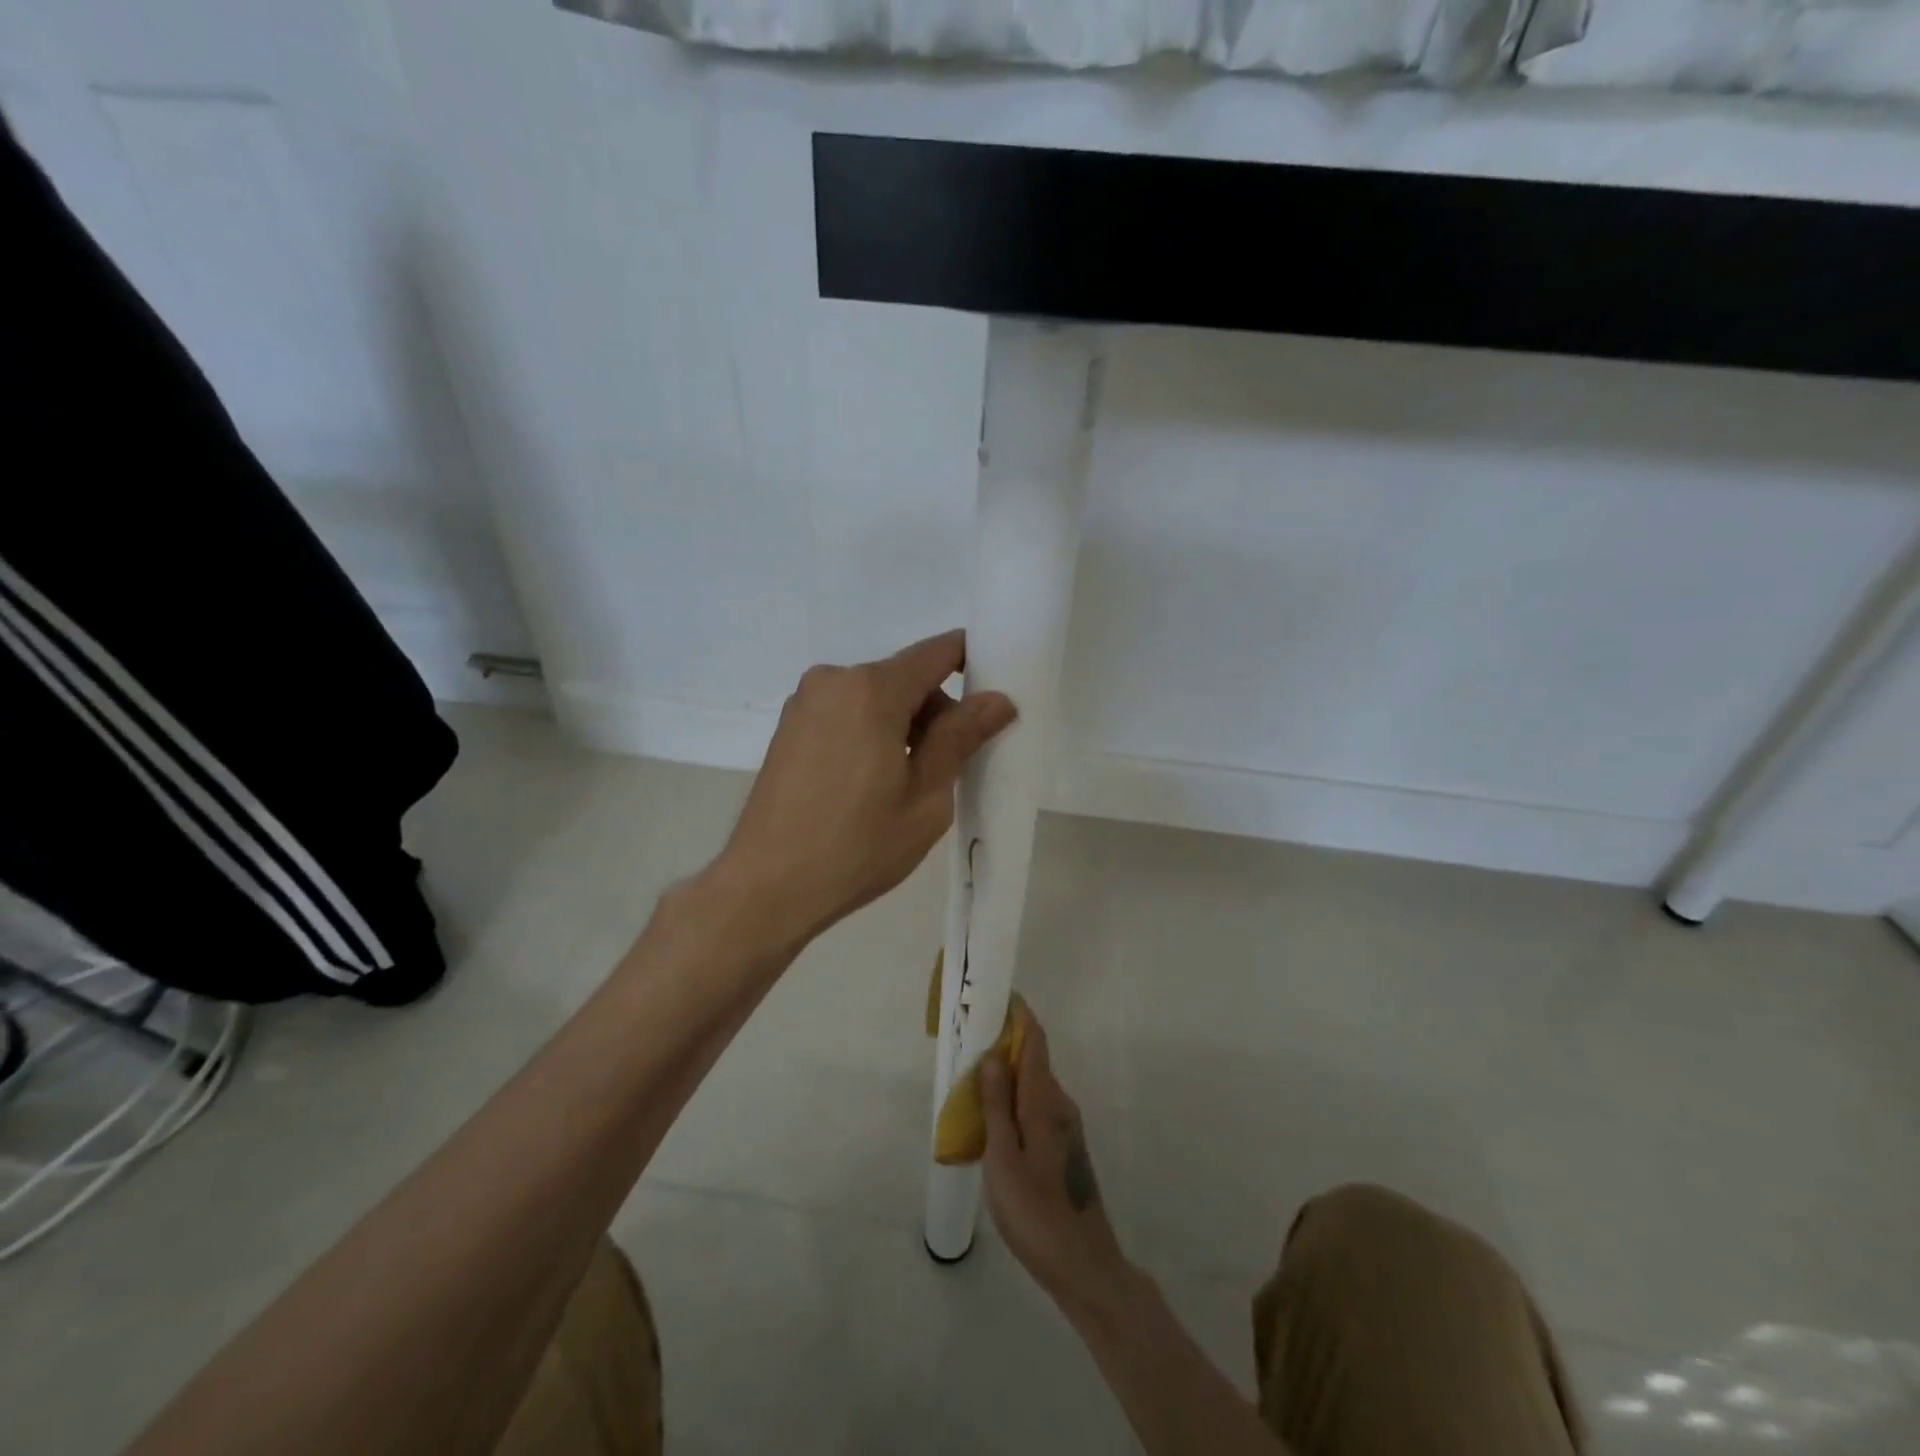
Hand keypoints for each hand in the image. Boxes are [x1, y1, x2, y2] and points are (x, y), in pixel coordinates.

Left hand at [715, 630, 1015, 946]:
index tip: (994, 695)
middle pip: (904, 678)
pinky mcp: (788, 727)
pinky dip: (870, 733)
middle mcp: (834, 680)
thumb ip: (961, 737)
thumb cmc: (858, 845)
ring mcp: (805, 703)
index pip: (937, 652)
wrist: (767, 886)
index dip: (972, 663)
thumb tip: (998, 700)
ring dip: (902, 726)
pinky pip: (846, 714)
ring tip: (905, 785)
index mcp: (872, 689)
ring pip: (874, 698)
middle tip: (950, 767)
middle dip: (935, 711)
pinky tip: (869, 784)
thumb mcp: (926, 796)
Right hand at [982, 1012, 1133, 1316]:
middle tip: (968, 1037)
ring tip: (971, 1076)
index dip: (1018, 1015)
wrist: (1083, 1265)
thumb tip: (992, 1055)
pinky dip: (1013, 1099)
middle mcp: (1060, 1105)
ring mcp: (1065, 1127)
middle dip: (1004, 1042)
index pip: (1035, 1041)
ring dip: (1006, 1074)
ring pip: (1033, 1086)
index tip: (996, 995)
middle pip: (1033, 1059)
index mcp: (1045, 1101)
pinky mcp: (1063, 1148)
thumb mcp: (1004, 1158)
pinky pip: (1035, 1107)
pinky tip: (992, 1117)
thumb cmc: (1036, 1211)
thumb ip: (997, 1105)